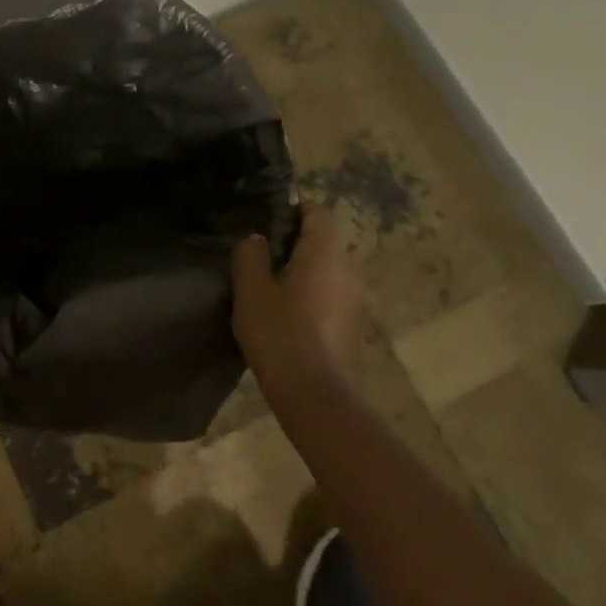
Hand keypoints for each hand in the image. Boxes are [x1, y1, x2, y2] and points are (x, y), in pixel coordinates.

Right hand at [231, 206, 363, 386]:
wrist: (315, 396)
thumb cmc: (280, 333)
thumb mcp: (251, 289)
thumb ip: (250, 255)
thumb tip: (257, 239)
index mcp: (325, 254)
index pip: (317, 213)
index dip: (292, 209)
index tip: (265, 219)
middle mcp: (348, 271)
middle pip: (323, 241)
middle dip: (293, 242)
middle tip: (258, 253)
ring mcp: (354, 302)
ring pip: (326, 270)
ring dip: (301, 270)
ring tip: (267, 284)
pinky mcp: (351, 327)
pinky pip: (329, 295)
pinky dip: (309, 293)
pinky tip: (283, 312)